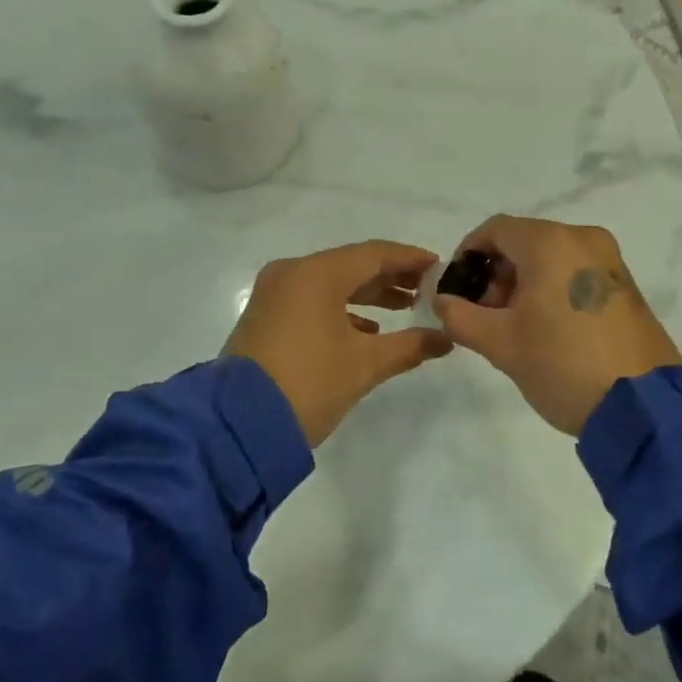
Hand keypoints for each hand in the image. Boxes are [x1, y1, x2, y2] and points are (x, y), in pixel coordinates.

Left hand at [224, 240, 451, 446]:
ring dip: (367, 294)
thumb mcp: (365, 365)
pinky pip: (311, 300)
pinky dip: (340, 310)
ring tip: (404, 309)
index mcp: (317, 273)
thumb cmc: (309, 384)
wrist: (236, 427)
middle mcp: (292, 273)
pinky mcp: (264, 317)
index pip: (374, 253)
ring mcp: (273, 294)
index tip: (439, 267)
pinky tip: (366, 331)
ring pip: (331, 283)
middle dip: (390, 277)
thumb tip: (445, 339)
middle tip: (426, 291)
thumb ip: (409, 346)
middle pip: (351, 265)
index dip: (409, 259)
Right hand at [431, 216, 681, 435]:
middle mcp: (583, 238)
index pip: (495, 229)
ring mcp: (610, 260)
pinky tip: (549, 328)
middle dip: (497, 273)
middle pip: (524, 241)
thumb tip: (443, 301)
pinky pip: (577, 271)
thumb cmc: (562, 364)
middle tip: (485, 315)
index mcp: (550, 242)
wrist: (644, 407)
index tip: (458, 289)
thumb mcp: (501, 344)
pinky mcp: (625, 284)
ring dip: (524, 282)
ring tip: (516, 327)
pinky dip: (554, 288)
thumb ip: (461, 316)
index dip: (468, 254)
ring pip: (551, 256)